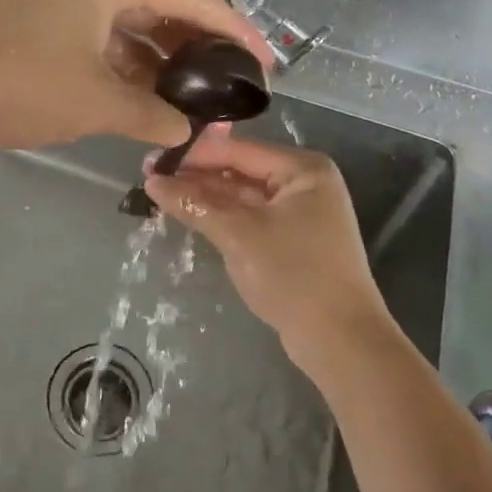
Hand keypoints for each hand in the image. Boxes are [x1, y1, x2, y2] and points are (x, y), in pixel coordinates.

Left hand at [0, 0, 272, 150]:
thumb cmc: (18, 80)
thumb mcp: (97, 102)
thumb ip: (152, 115)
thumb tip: (186, 131)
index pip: (196, 1)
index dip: (236, 34)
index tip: (267, 65)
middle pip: (165, 10)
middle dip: (198, 52)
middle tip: (229, 91)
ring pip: (132, 28)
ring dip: (161, 64)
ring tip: (192, 103)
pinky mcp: (42, 20)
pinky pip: (102, 39)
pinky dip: (125, 67)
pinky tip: (143, 99)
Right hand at [143, 137, 392, 359]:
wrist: (342, 341)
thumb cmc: (294, 275)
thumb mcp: (239, 235)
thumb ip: (195, 204)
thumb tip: (151, 182)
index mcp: (303, 168)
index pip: (238, 150)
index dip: (193, 154)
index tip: (151, 160)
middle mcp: (305, 183)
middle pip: (241, 170)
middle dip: (198, 176)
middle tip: (150, 178)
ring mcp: (302, 213)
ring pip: (244, 196)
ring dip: (207, 197)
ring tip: (161, 195)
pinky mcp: (294, 240)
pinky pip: (252, 218)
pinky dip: (224, 218)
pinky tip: (192, 216)